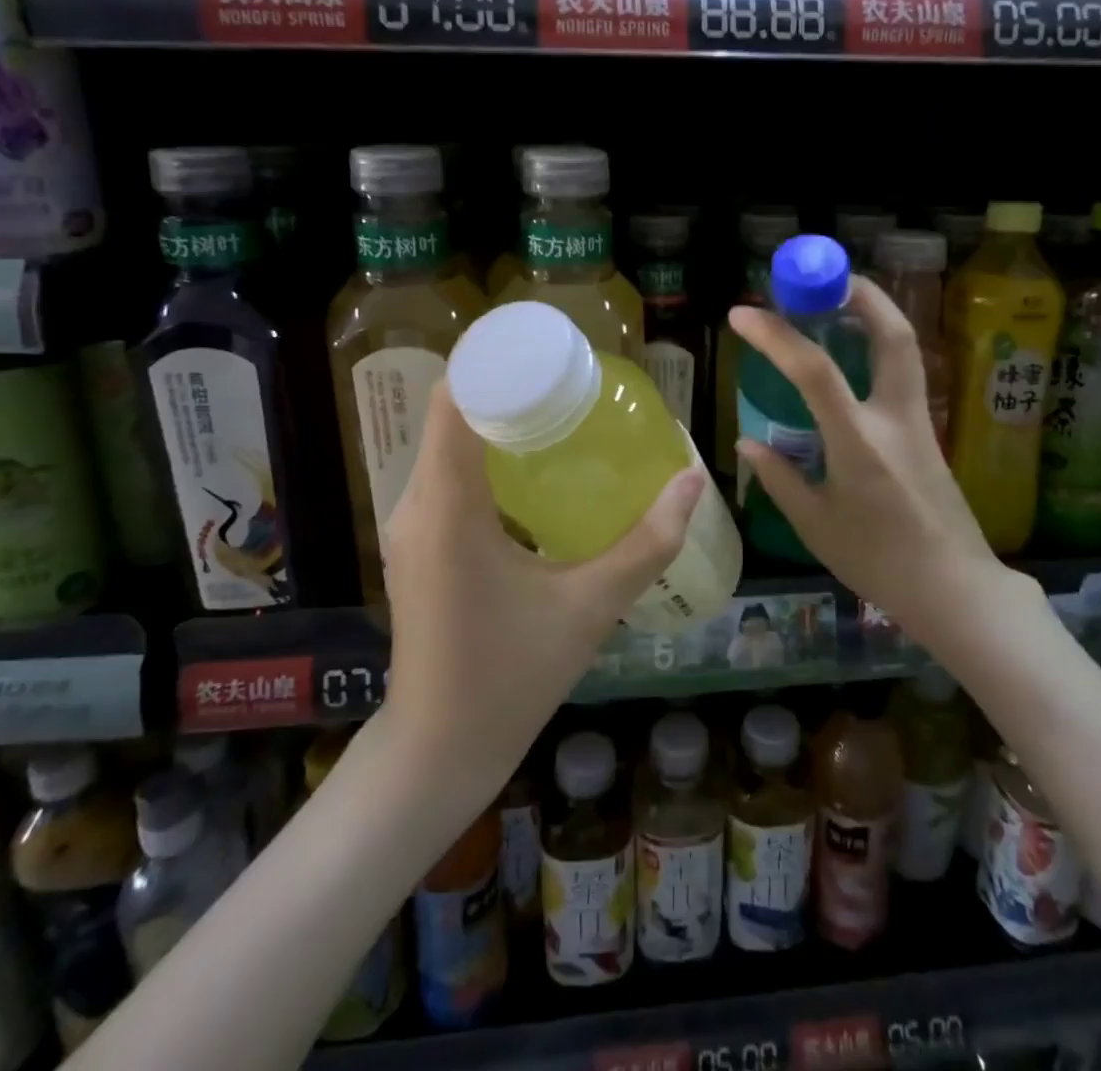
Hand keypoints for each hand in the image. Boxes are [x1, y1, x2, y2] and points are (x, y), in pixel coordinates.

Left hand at [380, 382, 704, 798]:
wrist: (439, 749)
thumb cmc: (511, 677)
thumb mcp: (590, 606)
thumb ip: (647, 542)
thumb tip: (692, 480)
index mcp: (447, 507)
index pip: (454, 400)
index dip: (495, 363)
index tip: (549, 351)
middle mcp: (415, 504)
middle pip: (452, 414)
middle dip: (510, 389)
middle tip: (573, 384)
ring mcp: (408, 525)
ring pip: (448, 444)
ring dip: (498, 422)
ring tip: (560, 417)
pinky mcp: (415, 544)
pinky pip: (446, 475)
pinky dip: (485, 456)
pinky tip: (533, 472)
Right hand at [730, 278, 1030, 652]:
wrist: (954, 588)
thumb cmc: (878, 561)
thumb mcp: (816, 524)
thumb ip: (779, 477)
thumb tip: (749, 442)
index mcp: (859, 442)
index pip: (815, 370)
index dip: (776, 335)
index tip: (741, 314)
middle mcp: (895, 418)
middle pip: (893, 335)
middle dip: (861, 294)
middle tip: (824, 278)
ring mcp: (919, 422)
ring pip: (905, 349)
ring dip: (875, 314)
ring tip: (838, 304)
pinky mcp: (929, 432)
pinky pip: (903, 374)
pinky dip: (878, 348)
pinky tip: (854, 358)